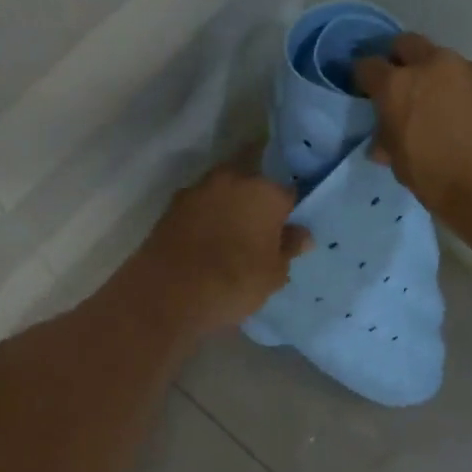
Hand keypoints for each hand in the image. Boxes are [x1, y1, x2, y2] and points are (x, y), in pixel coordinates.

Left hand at [134, 163, 311, 334]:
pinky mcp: (172, 205)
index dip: (287, 213)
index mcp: (265, 192)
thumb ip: (289, 248)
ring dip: (227, 207)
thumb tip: (302, 234)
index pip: (287, 194)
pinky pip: (199, 207)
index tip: (285, 231)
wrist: (169, 292)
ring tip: (229, 238)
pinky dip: (205, 218)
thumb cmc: (234, 282)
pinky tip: (205, 241)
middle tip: (257, 232)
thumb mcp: (273, 274)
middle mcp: (232, 180)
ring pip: (222, 192)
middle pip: (252, 184)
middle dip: (255, 202)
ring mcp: (198, 189)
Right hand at [354, 32, 471, 238]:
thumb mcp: (402, 166)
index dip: (365, 79)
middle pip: (407, 44)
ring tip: (444, 109)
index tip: (368, 92)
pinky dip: (467, 94)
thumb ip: (390, 143)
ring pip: (445, 63)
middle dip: (401, 60)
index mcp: (397, 87)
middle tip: (404, 87)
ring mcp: (470, 70)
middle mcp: (432, 67)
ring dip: (439, 79)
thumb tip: (383, 142)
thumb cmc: (441, 180)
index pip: (368, 66)